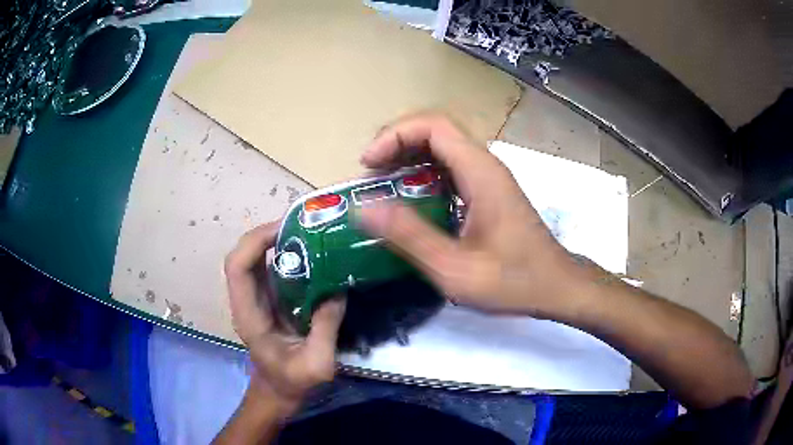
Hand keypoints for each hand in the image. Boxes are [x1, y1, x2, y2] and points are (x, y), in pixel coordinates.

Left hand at [224, 222, 345, 416]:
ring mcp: (259, 299)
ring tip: (311, 234)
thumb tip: (338, 291)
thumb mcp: (315, 364)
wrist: (279, 392)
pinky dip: (290, 256)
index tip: (285, 231)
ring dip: (280, 242)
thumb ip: (325, 329)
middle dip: (268, 235)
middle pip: (244, 255)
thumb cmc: (291, 381)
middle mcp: (248, 301)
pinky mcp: (272, 301)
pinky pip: (274, 270)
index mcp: (248, 314)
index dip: (254, 242)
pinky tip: (314, 255)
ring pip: (258, 259)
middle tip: (303, 226)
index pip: (237, 267)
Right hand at [359, 113, 583, 318]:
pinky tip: (410, 200)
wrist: (556, 287)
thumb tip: (364, 208)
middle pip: (436, 130)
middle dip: (397, 143)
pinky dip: (423, 174)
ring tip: (382, 184)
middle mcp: (485, 165)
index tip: (369, 163)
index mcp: (480, 172)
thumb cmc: (512, 281)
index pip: (434, 125)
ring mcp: (489, 177)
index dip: (395, 134)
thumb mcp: (454, 267)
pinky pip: (451, 168)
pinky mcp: (489, 192)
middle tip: (370, 173)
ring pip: (443, 147)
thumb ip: (410, 236)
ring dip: (408, 157)